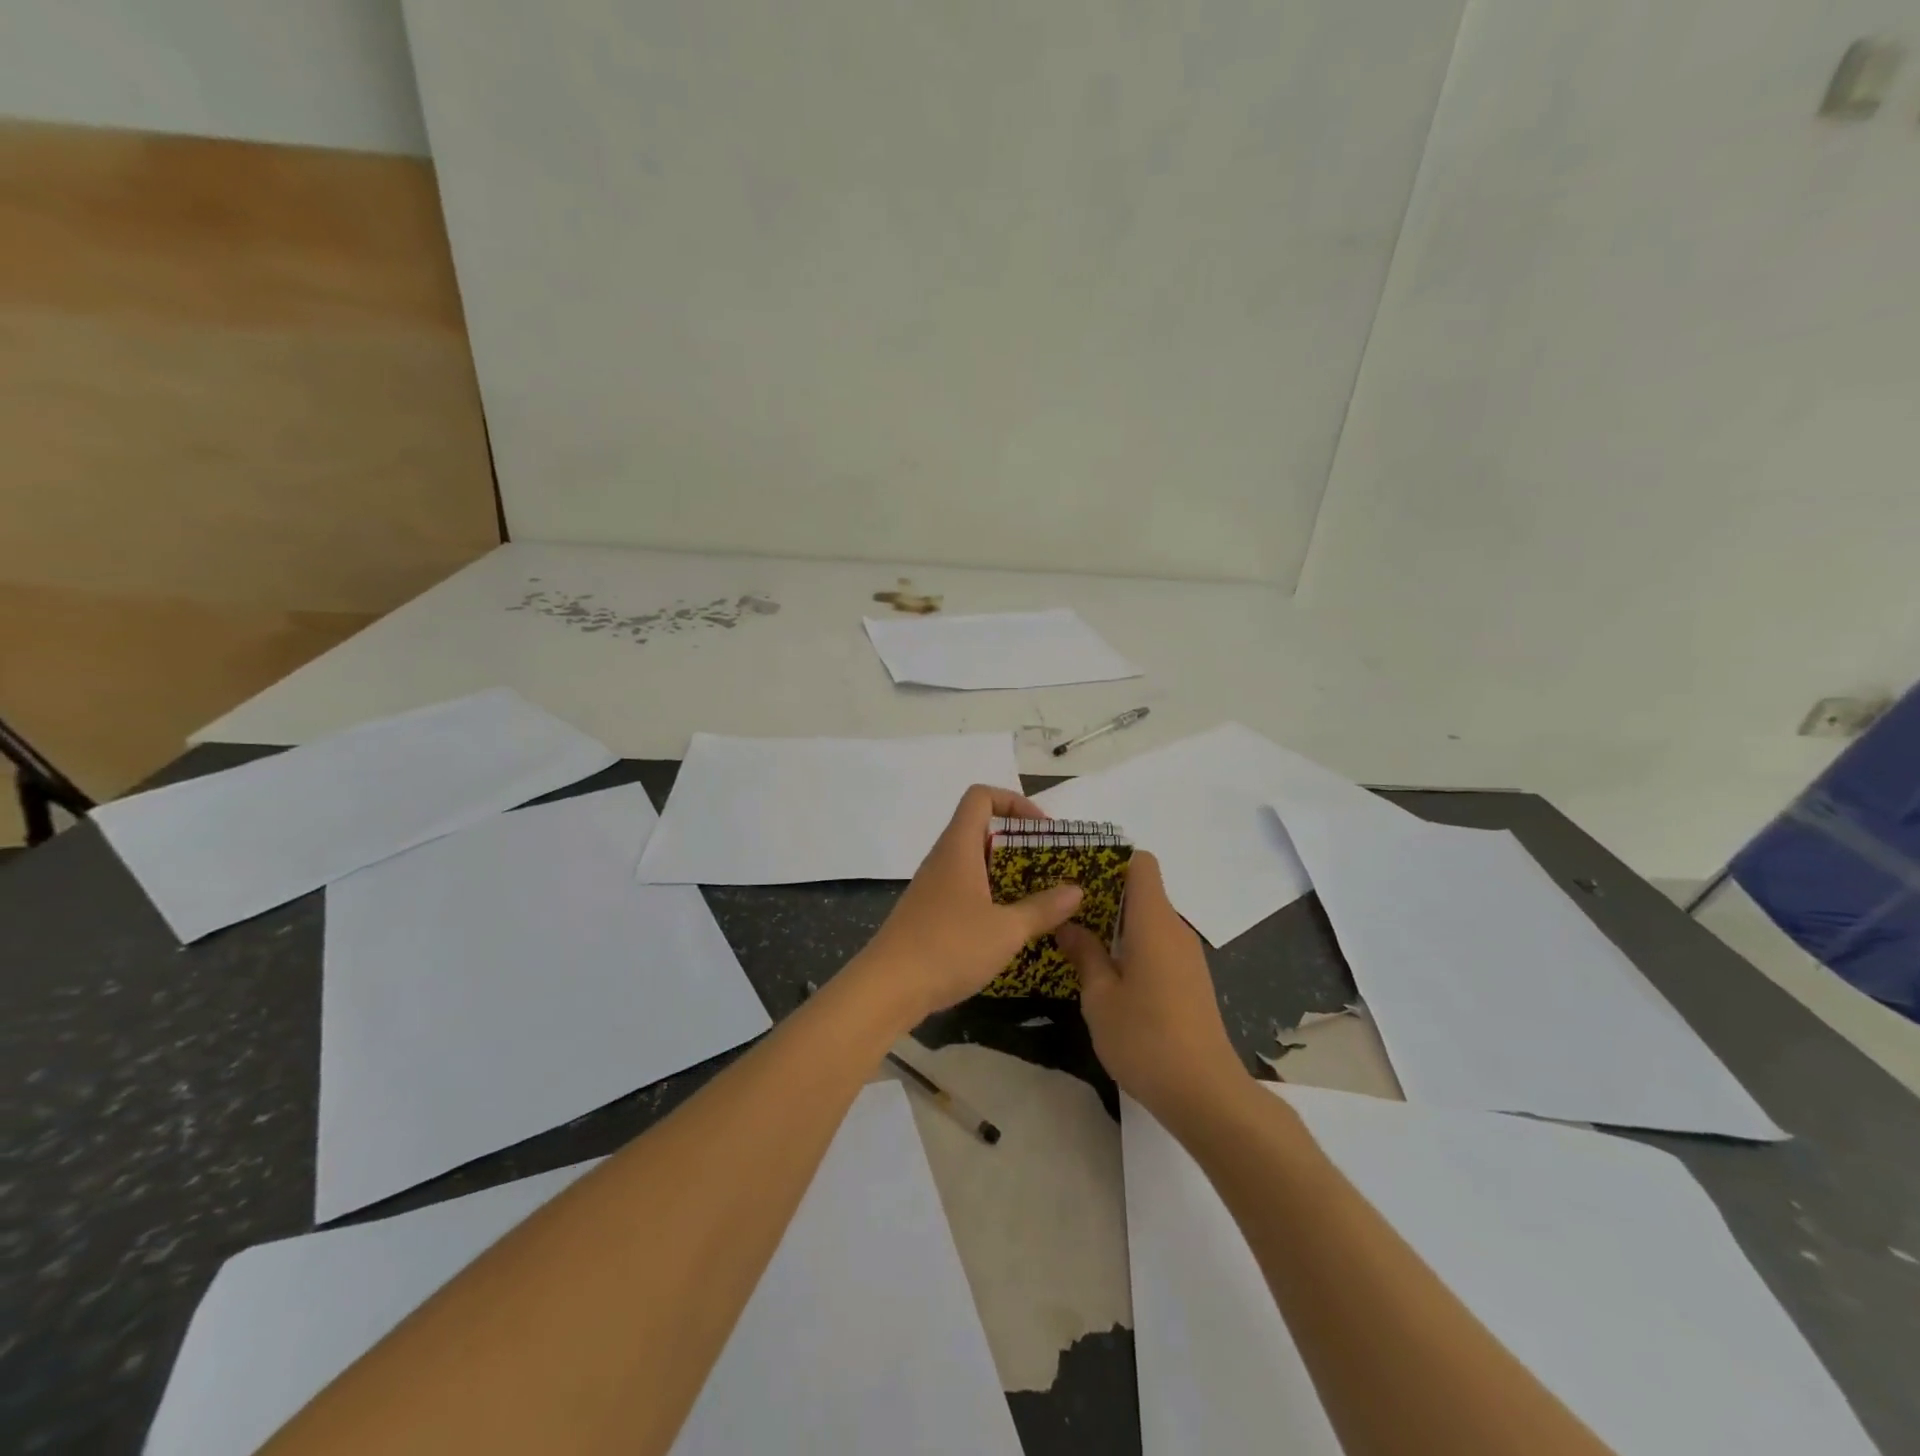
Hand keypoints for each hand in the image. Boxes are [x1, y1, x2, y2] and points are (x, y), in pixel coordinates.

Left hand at [854, 786, 1083, 1025]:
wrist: (887, 988)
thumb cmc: (949, 947)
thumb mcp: (1006, 930)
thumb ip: (1043, 908)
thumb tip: (1076, 890)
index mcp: (958, 847)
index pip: (980, 797)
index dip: (1014, 801)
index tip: (1042, 830)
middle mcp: (943, 858)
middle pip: (980, 828)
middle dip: (1018, 842)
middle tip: (1049, 867)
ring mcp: (932, 886)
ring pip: (972, 862)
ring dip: (1005, 872)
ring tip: (1037, 897)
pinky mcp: (928, 912)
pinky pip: (964, 888)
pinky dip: (989, 895)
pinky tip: (1007, 925)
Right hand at [1057, 852, 1248, 1125]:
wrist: (1206, 1094)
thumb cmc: (1146, 1039)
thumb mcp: (1100, 998)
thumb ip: (1084, 954)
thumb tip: (1068, 925)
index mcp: (1154, 922)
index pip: (1141, 864)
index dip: (1111, 860)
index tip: (1077, 874)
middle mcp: (1175, 929)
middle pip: (1143, 890)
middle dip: (1104, 894)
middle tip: (1064, 909)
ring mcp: (1187, 956)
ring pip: (1149, 920)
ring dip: (1117, 924)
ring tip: (1078, 939)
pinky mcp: (1191, 980)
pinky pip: (1158, 944)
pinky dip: (1133, 946)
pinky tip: (1108, 973)